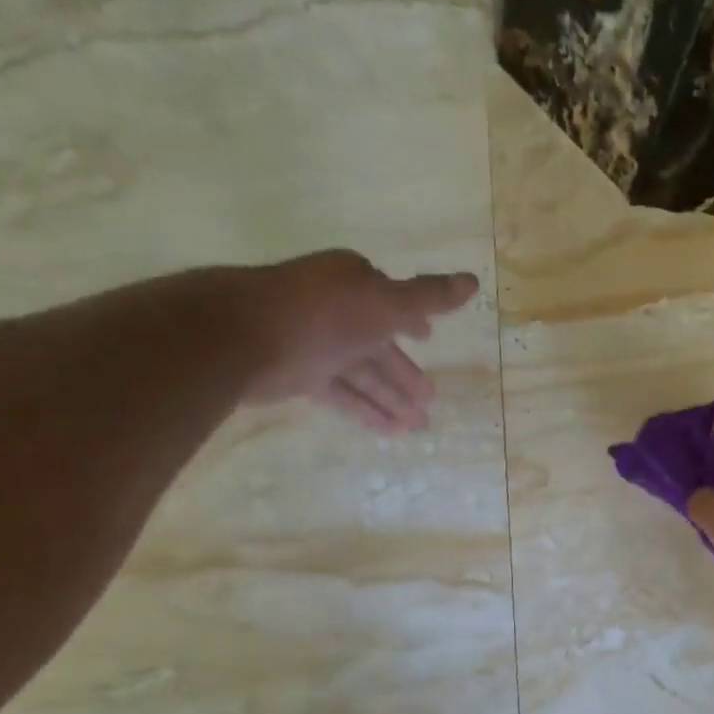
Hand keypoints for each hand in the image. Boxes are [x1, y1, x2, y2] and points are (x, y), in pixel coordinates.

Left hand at [228, 249, 479, 429]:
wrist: (241, 337)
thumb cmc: (322, 314)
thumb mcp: (385, 303)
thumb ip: (428, 297)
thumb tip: (472, 282)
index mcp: (353, 283)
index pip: (390, 302)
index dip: (412, 321)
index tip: (429, 338)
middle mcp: (335, 309)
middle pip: (379, 344)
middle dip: (405, 373)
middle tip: (431, 401)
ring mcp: (316, 343)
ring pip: (362, 373)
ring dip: (391, 398)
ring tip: (419, 426)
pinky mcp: (299, 374)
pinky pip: (342, 393)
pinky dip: (366, 410)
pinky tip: (389, 431)